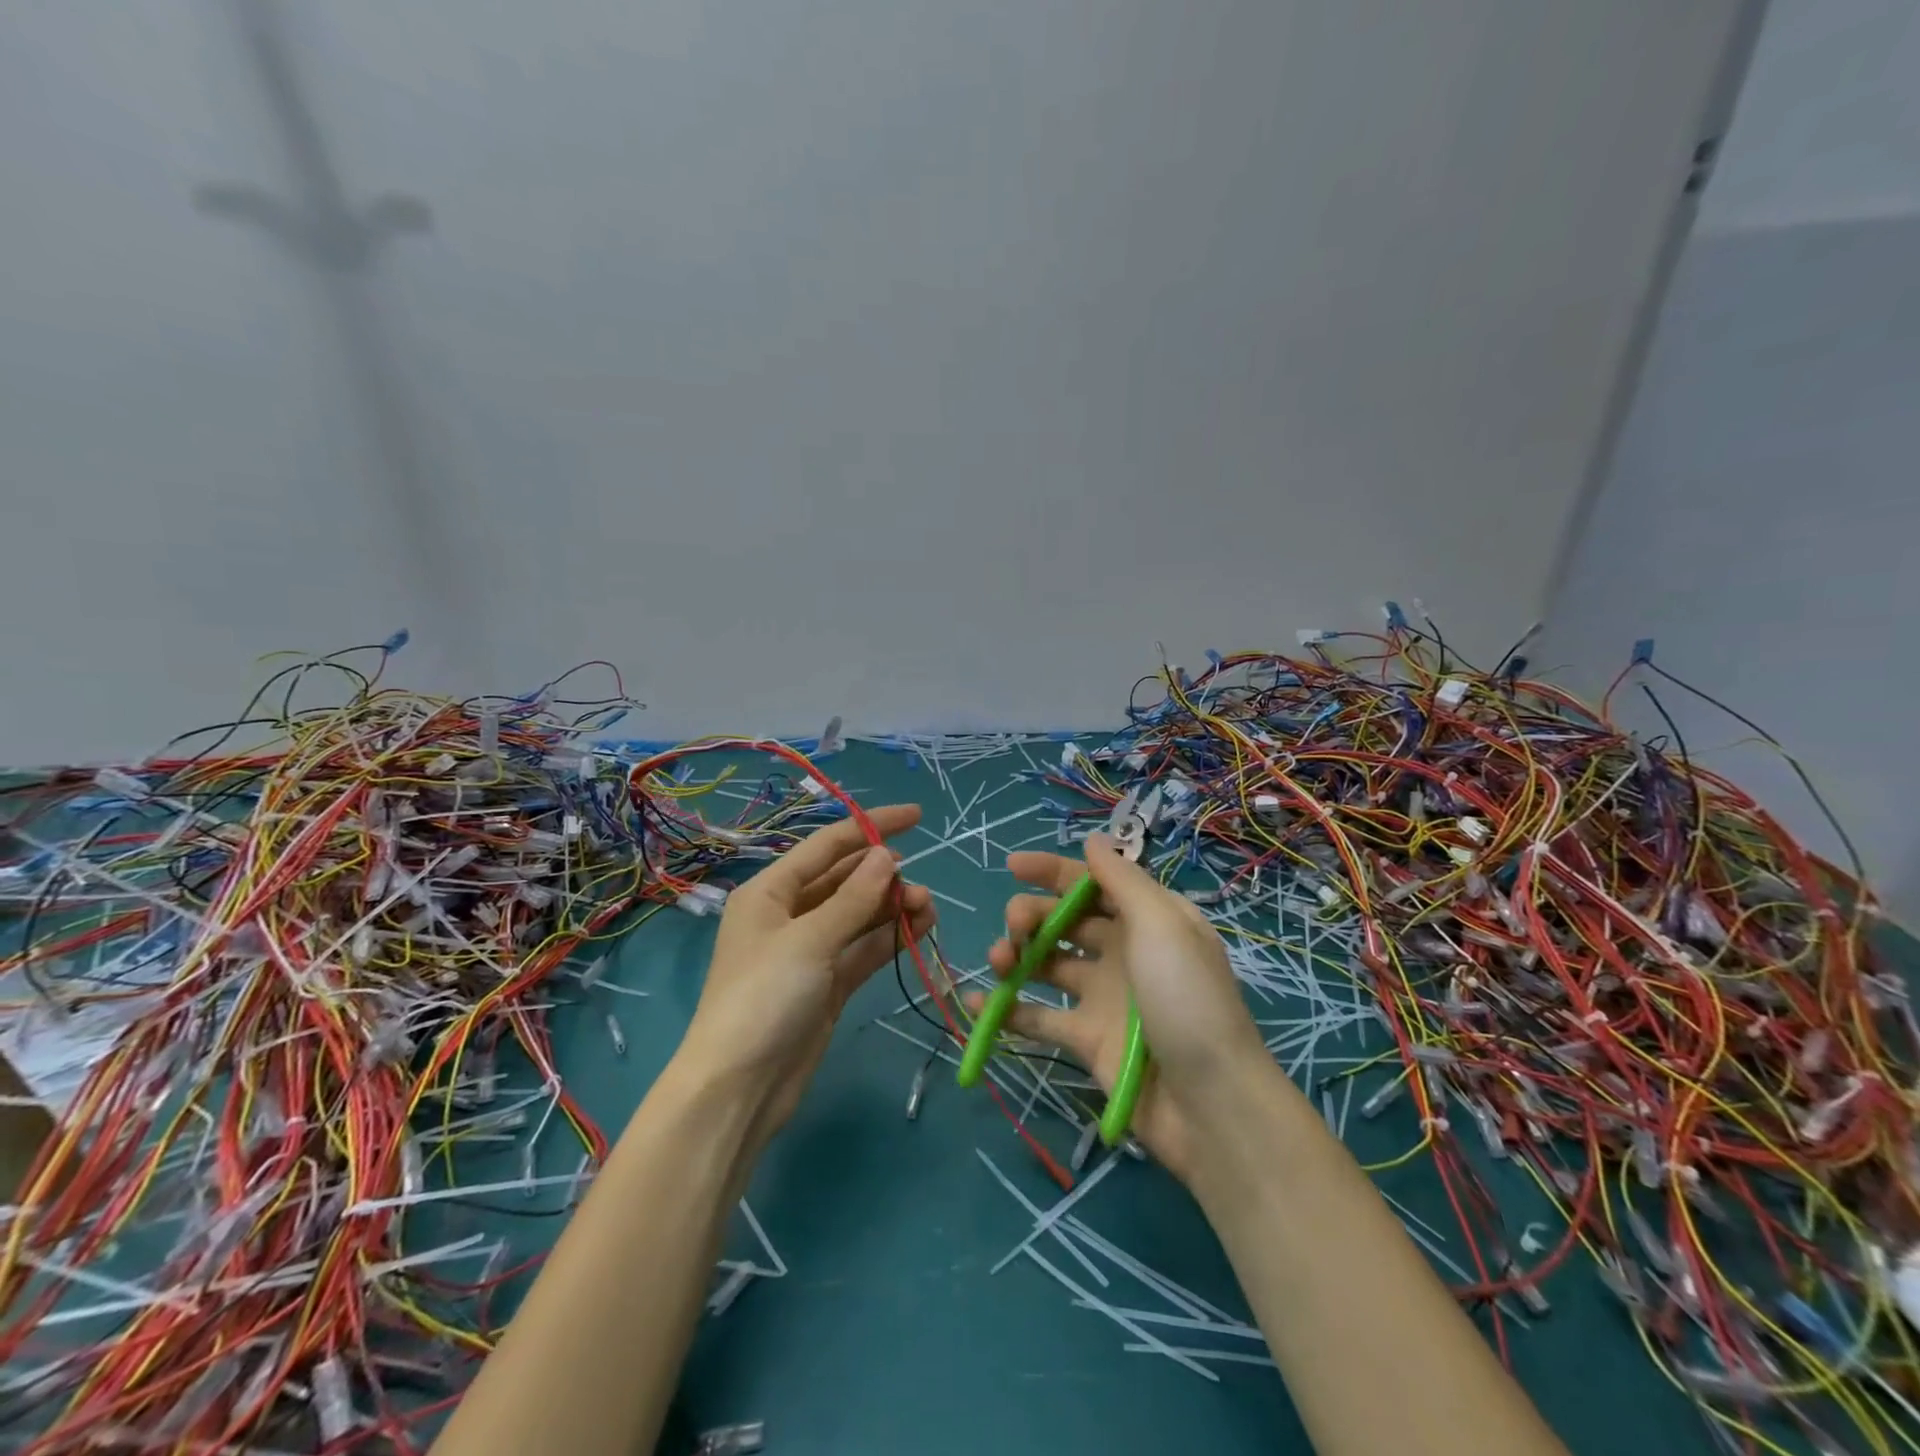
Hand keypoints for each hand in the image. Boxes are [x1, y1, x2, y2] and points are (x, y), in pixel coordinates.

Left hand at [674, 805, 934, 1151]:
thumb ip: (854, 898)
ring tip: (927, 909)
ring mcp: (810, 950)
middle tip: (922, 890)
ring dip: (893, 907)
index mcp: (771, 891)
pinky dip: (890, 937)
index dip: (872, 827)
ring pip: (860, 914)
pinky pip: (864, 948)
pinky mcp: (828, 983)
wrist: (738, 1089)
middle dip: (886, 876)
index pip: (829, 845)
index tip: (917, 816)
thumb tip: (888, 855)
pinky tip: (919, 929)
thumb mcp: (809, 941)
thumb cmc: (763, 999)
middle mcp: (790, 914)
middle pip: (846, 879)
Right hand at [971, 834, 1268, 1183]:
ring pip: (1047, 964)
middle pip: (1065, 920)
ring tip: (999, 960)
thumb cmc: (1187, 1000)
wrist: (1210, 1105)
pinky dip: (1007, 1009)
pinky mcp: (1087, 1039)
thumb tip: (1093, 840)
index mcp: (1148, 920)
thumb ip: (1122, 880)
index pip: (1094, 883)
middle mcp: (1124, 952)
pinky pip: (1039, 1016)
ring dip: (1016, 955)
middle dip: (1032, 914)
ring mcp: (1103, 997)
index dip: (1054, 871)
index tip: (1012, 866)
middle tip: (1015, 927)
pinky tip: (977, 1001)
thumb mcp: (1163, 925)